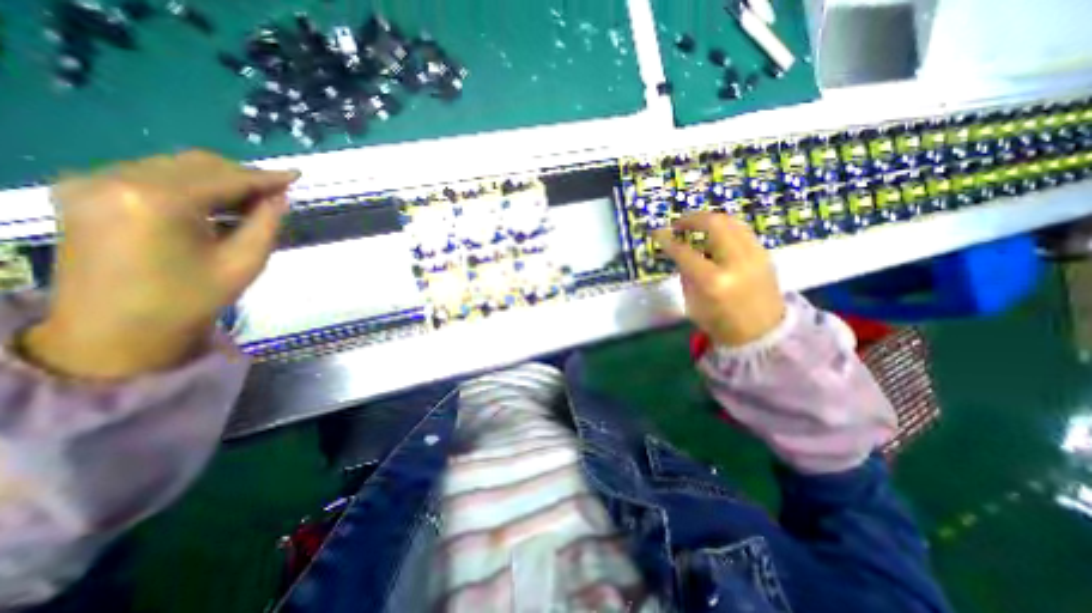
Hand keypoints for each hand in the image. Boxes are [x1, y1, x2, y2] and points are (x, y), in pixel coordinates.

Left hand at [25, 148, 295, 376]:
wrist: (116, 330)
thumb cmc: (191, 300)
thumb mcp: (244, 263)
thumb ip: (265, 224)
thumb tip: (279, 197)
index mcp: (159, 200)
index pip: (226, 178)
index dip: (265, 177)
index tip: (296, 175)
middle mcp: (117, 179)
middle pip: (197, 163)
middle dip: (242, 176)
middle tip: (275, 194)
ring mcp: (92, 182)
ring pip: (175, 166)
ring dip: (218, 180)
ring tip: (249, 203)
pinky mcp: (83, 191)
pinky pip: (151, 175)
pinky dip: (190, 185)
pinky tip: (212, 205)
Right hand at [652, 212, 790, 346]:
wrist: (763, 334)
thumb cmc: (720, 323)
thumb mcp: (692, 303)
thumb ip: (686, 274)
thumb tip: (680, 252)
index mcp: (713, 281)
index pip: (685, 252)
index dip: (667, 240)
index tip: (657, 232)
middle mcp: (736, 262)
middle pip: (714, 224)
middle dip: (691, 219)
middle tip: (678, 225)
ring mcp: (755, 255)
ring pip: (731, 221)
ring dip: (709, 220)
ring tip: (695, 226)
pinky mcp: (765, 253)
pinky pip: (741, 230)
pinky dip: (724, 228)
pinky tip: (714, 236)